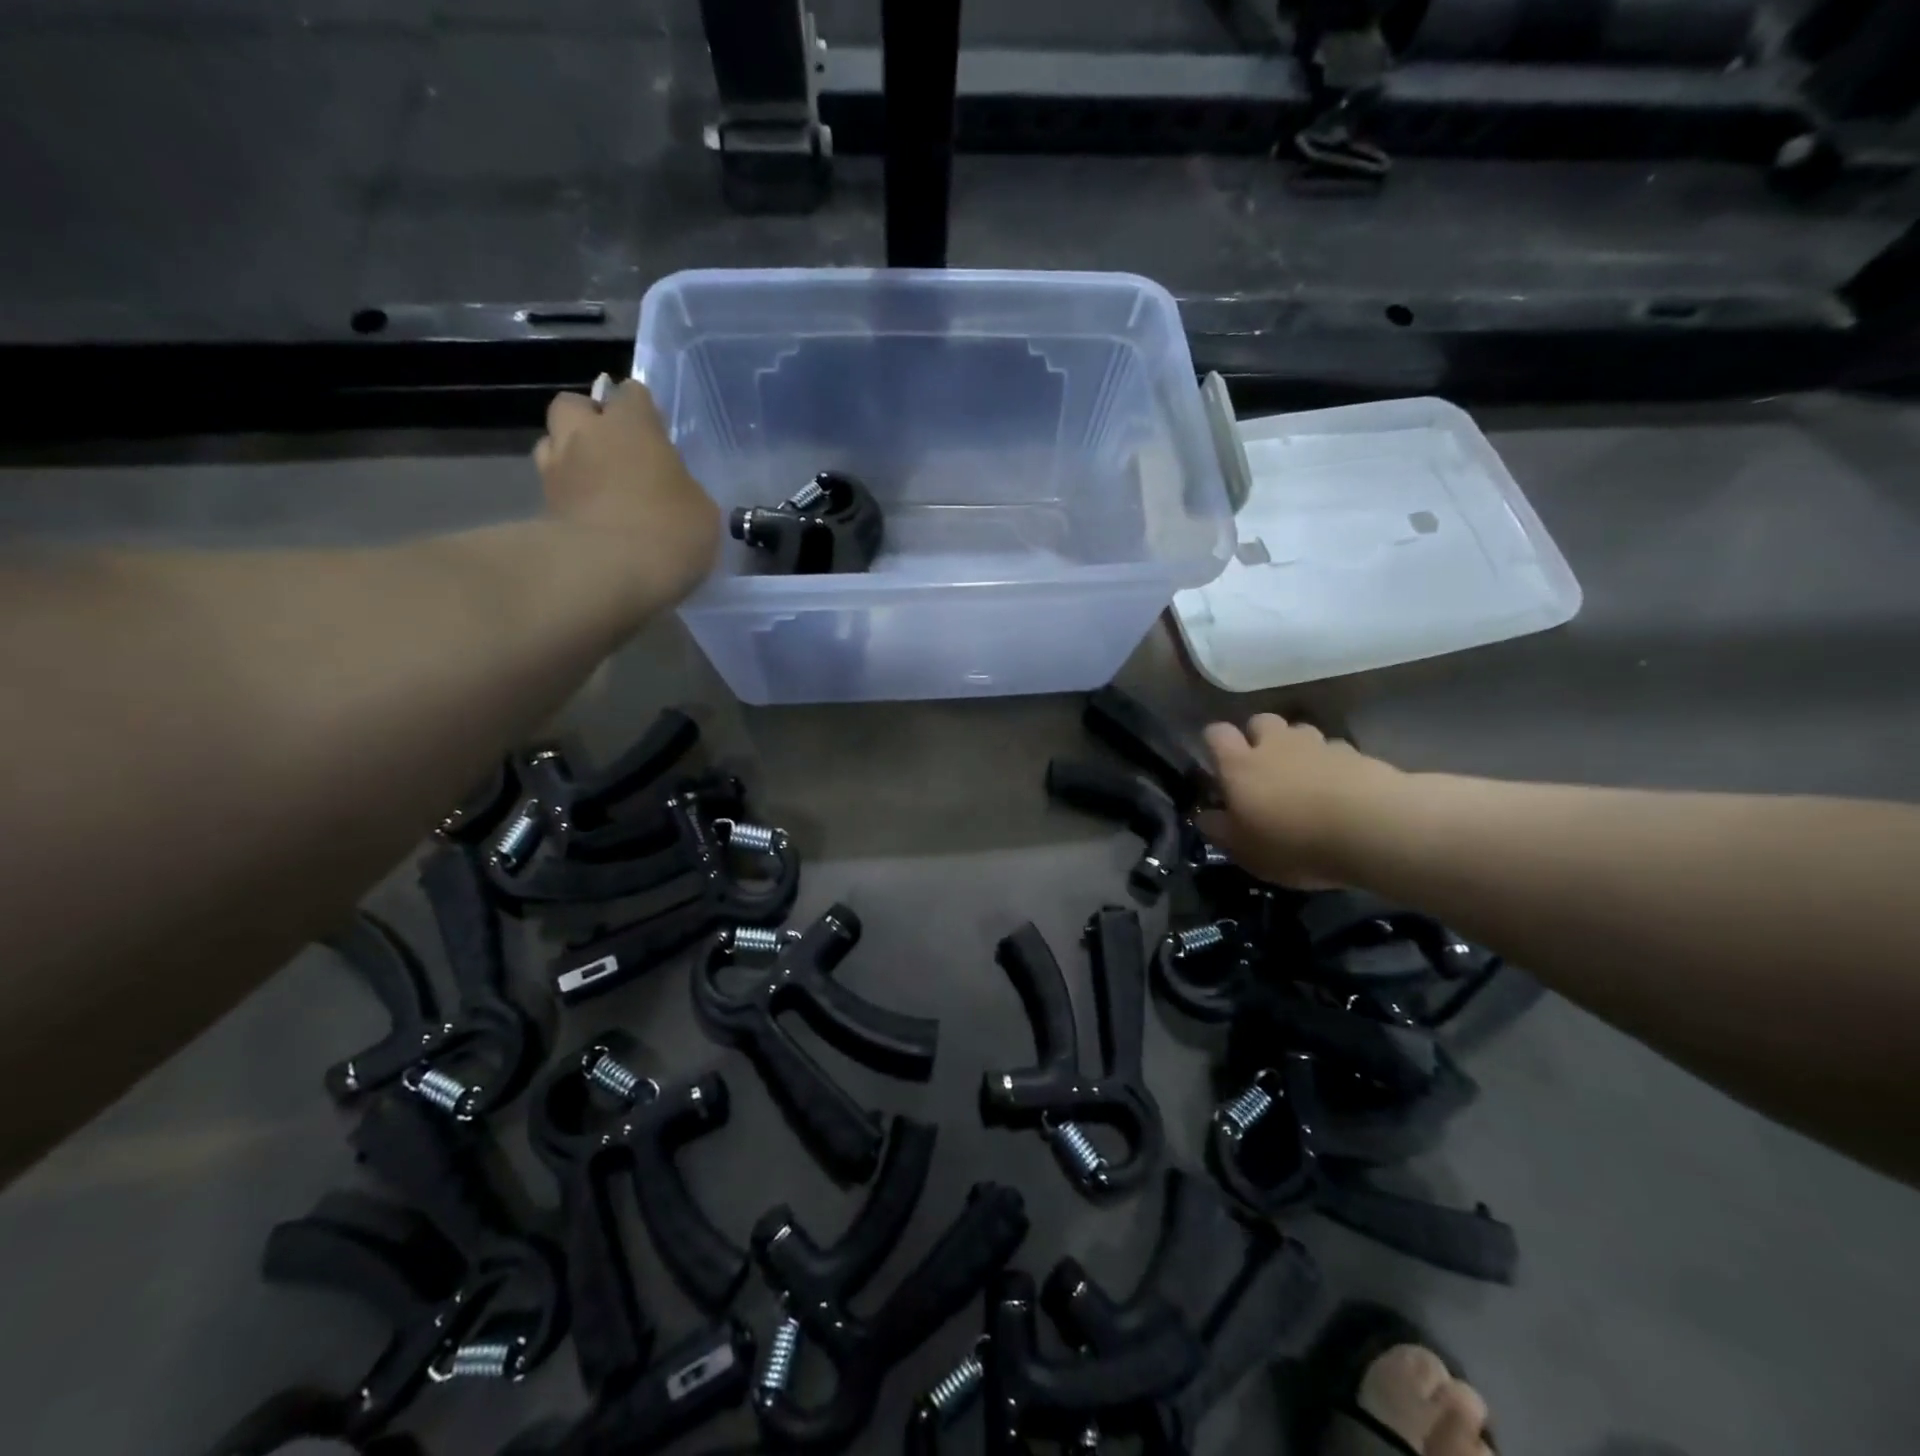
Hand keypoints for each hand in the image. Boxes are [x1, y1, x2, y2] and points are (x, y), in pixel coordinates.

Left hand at [536, 379, 720, 608]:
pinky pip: (551, 486)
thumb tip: (672, 490)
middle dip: (590, 420)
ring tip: (595, 483)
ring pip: (552, 442)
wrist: (606, 574)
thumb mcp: (701, 510)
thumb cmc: (668, 532)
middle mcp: (587, 434)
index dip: (643, 410)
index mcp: (632, 425)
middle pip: (575, 405)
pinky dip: (565, 494)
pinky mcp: (540, 506)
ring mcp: (556, 469)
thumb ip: (682, 488)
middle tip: (615, 450)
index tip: (656, 433)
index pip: (633, 394)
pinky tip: (586, 516)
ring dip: (570, 454)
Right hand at [1198, 714, 1403, 887]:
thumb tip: (1205, 815)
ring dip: (1297, 747)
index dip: (1214, 743)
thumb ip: (1219, 829)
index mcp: (1239, 765)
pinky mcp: (1356, 754)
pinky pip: (1335, 750)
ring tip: (1304, 776)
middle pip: (1260, 721)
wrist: (1372, 828)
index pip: (1216, 734)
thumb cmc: (1294, 841)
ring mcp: (1318, 745)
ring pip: (1300, 732)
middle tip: (1263, 767)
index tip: (1217, 762)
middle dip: (1259, 737)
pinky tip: (1339, 788)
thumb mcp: (1244, 850)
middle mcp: (1275, 745)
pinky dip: (1332, 763)